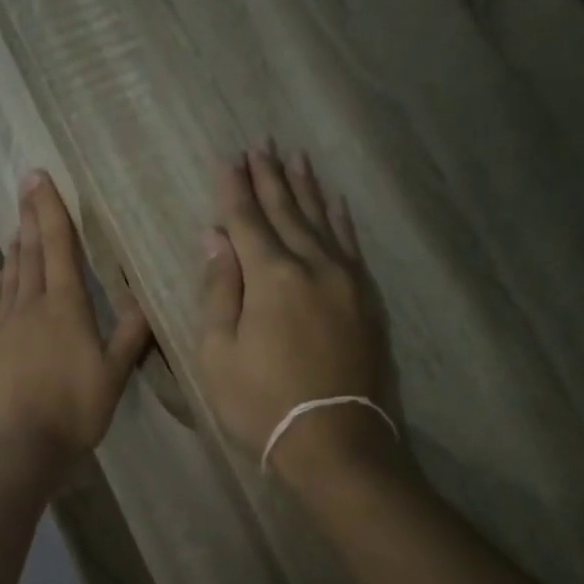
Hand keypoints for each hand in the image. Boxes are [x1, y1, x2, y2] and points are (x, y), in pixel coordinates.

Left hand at [0, 172, 151, 479]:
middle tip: (26, 184)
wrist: (19, 446)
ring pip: (10, 274)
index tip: (40, 177)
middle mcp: (31, 305)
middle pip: (30, 252)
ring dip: (14, 246)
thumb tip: (144, 297)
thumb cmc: (74, 410)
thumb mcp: (114, 374)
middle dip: (30, 216)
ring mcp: (4, 325)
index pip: (58, 246)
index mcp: (65, 306)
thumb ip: (130, 334)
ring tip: (16, 223)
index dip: (51, 210)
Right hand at [196, 146, 397, 483]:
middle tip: (262, 144)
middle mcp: (312, 266)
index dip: (235, 190)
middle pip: (287, 213)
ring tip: (295, 159)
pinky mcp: (367, 300)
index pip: (247, 221)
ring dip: (306, 189)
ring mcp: (346, 281)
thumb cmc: (260, 401)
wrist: (334, 439)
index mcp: (271, 277)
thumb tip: (215, 239)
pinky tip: (335, 203)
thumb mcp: (218, 353)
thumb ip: (219, 290)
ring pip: (323, 221)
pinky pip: (352, 246)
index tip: (230, 159)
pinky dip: (340, 220)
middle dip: (271, 178)